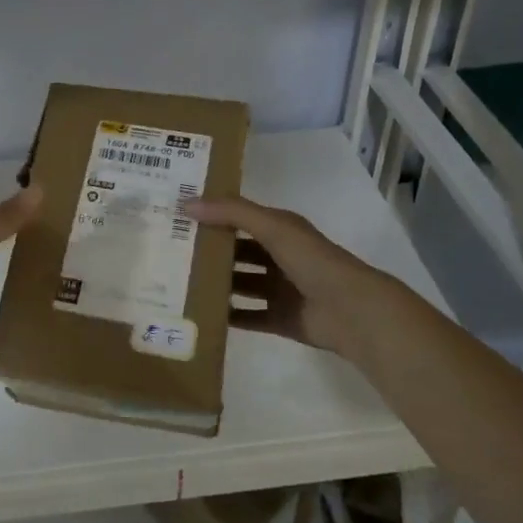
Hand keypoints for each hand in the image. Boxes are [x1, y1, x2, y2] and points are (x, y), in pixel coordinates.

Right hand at [183, 194, 406, 364]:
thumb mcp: (272, 227)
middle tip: (171, 252)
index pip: (240, 217)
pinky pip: (248, 316)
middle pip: (238, 252)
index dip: (213, 214)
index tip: (178, 215)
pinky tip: (201, 314)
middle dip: (210, 251)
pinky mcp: (280, 319)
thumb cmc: (312, 260)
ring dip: (217, 284)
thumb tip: (187, 203)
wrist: (351, 311)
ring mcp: (280, 289)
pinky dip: (228, 316)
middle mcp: (279, 257)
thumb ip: (232, 213)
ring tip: (180, 283)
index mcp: (280, 230)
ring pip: (241, 284)